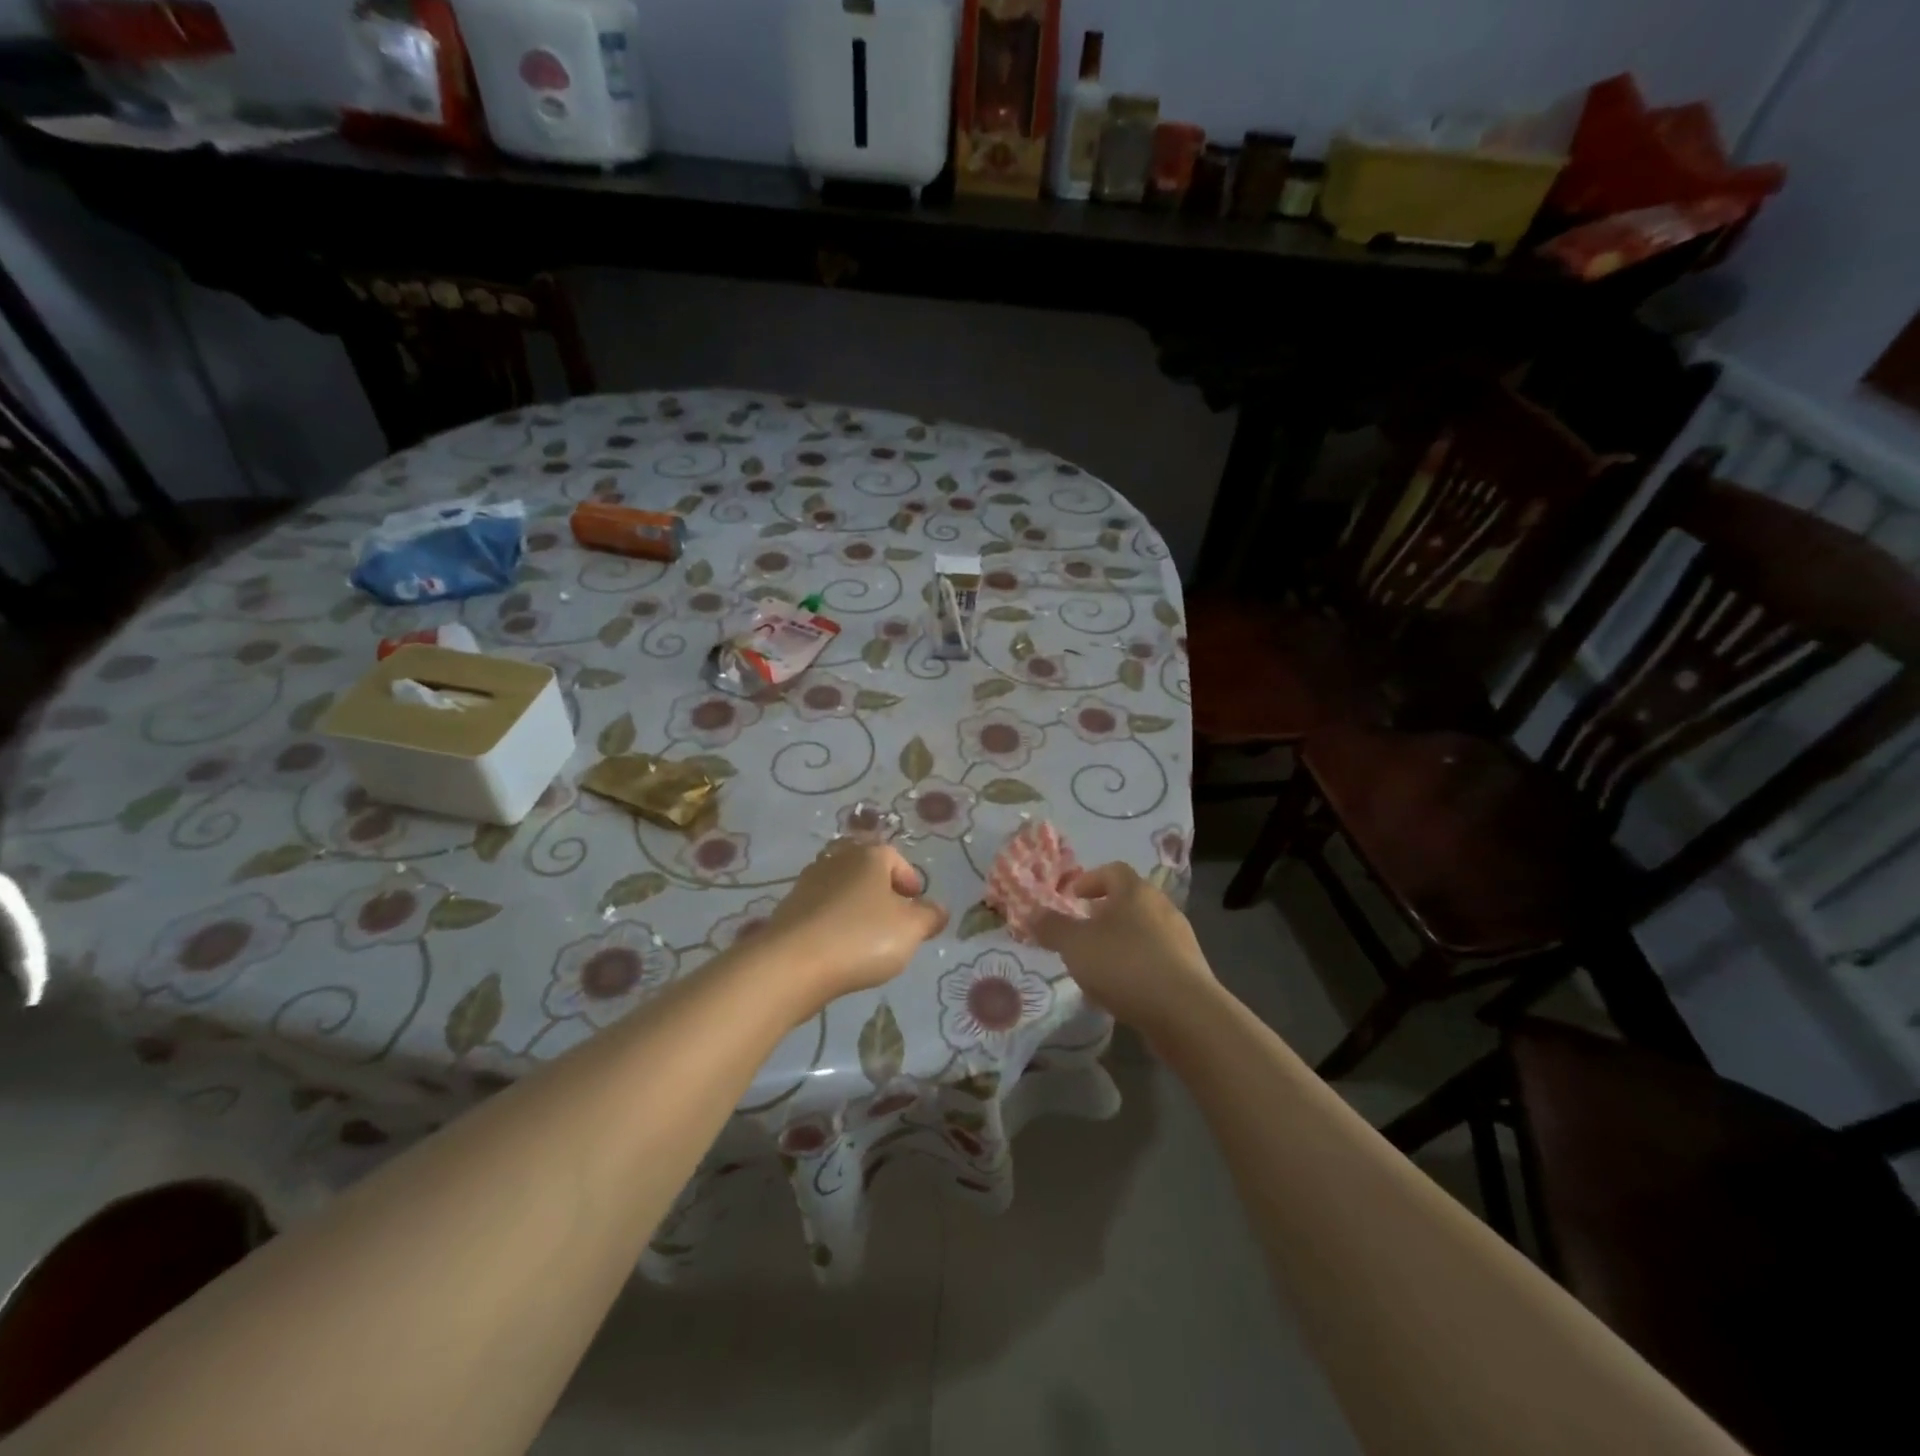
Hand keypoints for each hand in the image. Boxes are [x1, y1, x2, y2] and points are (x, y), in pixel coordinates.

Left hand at [759, 840, 948, 1011]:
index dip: (910, 881)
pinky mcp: (789, 908)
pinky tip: (838, 948)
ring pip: (842, 889)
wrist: (791, 963)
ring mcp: (808, 882)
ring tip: (867, 938)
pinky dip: (833, 923)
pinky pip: (821, 910)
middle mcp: (837, 859)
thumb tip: (938, 910)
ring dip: (856, 907)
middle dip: (881, 891)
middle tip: (893, 919)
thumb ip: (929, 917)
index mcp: (870, 855)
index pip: (896, 859)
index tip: (917, 907)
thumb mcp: (911, 929)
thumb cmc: (861, 937)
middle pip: (866, 870)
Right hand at [1033, 862, 1215, 1035]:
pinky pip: (1155, 960)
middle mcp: (1162, 908)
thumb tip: (1033, 913)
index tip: (1072, 897)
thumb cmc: (1124, 965)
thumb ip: (1052, 927)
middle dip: (1104, 914)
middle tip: (1081, 932)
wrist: (1185, 1013)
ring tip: (1097, 966)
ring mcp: (1180, 940)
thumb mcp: (1075, 944)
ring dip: (1119, 942)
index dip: (1090, 880)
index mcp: (1136, 891)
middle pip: (1130, 901)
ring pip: (1143, 932)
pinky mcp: (1189, 971)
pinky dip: (1136, 967)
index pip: (1113, 871)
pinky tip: (1121, 991)